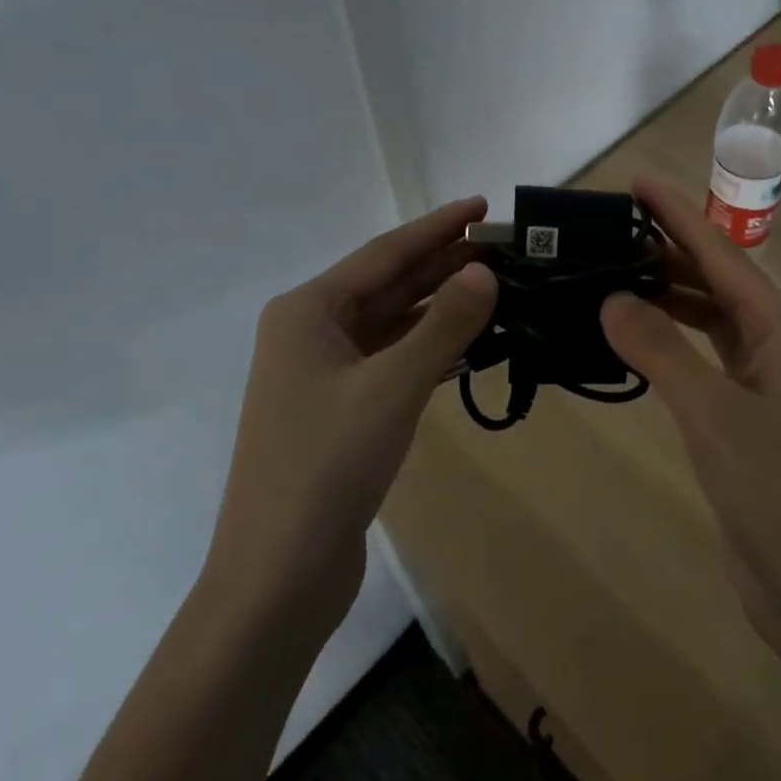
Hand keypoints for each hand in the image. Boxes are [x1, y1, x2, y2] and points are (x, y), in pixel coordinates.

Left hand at [207, 198, 497, 642]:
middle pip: (388, 284)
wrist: (278, 575)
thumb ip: (443, 326)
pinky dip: (429, 347)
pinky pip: (392, 360)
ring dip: (440, 306)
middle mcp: (310, 332)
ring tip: (495, 286)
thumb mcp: (392, 387)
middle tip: (502, 246)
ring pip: (392, 323)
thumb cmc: (327, 466)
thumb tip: (485, 272)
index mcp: (307, 311)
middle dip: (443, 264)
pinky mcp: (341, 410)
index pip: (384, 254)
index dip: (437, 228)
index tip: (482, 205)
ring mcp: (324, 373)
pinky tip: (469, 341)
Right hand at [601, 179, 780, 666]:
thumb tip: (611, 297)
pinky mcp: (746, 420)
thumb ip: (661, 350)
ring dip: (666, 297)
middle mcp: (777, 347)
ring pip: (708, 322)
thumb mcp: (714, 416)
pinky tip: (635, 339)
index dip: (676, 215)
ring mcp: (763, 385)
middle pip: (715, 282)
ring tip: (612, 274)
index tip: (636, 182)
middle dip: (666, 252)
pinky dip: (670, 344)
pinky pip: (702, 362)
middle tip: (608, 231)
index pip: (719, 256)